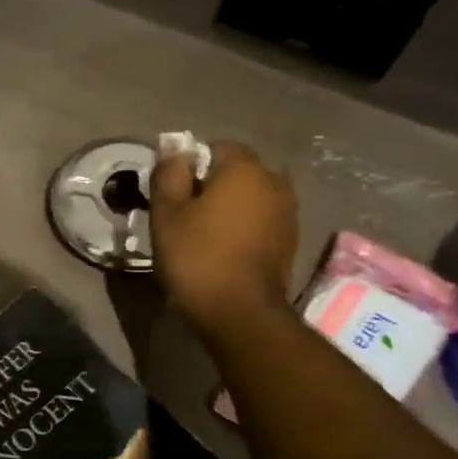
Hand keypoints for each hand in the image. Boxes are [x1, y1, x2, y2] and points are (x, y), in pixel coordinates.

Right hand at [150, 141, 298, 335]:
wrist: (239, 311)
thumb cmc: (197, 255)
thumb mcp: (167, 212)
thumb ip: (169, 173)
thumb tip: (173, 148)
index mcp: (245, 169)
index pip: (216, 147)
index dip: (191, 165)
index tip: (173, 192)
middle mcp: (275, 182)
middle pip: (237, 172)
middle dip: (213, 185)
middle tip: (184, 213)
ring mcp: (288, 213)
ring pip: (251, 197)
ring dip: (230, 207)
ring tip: (203, 233)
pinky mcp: (290, 241)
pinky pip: (261, 220)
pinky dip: (244, 227)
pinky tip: (224, 249)